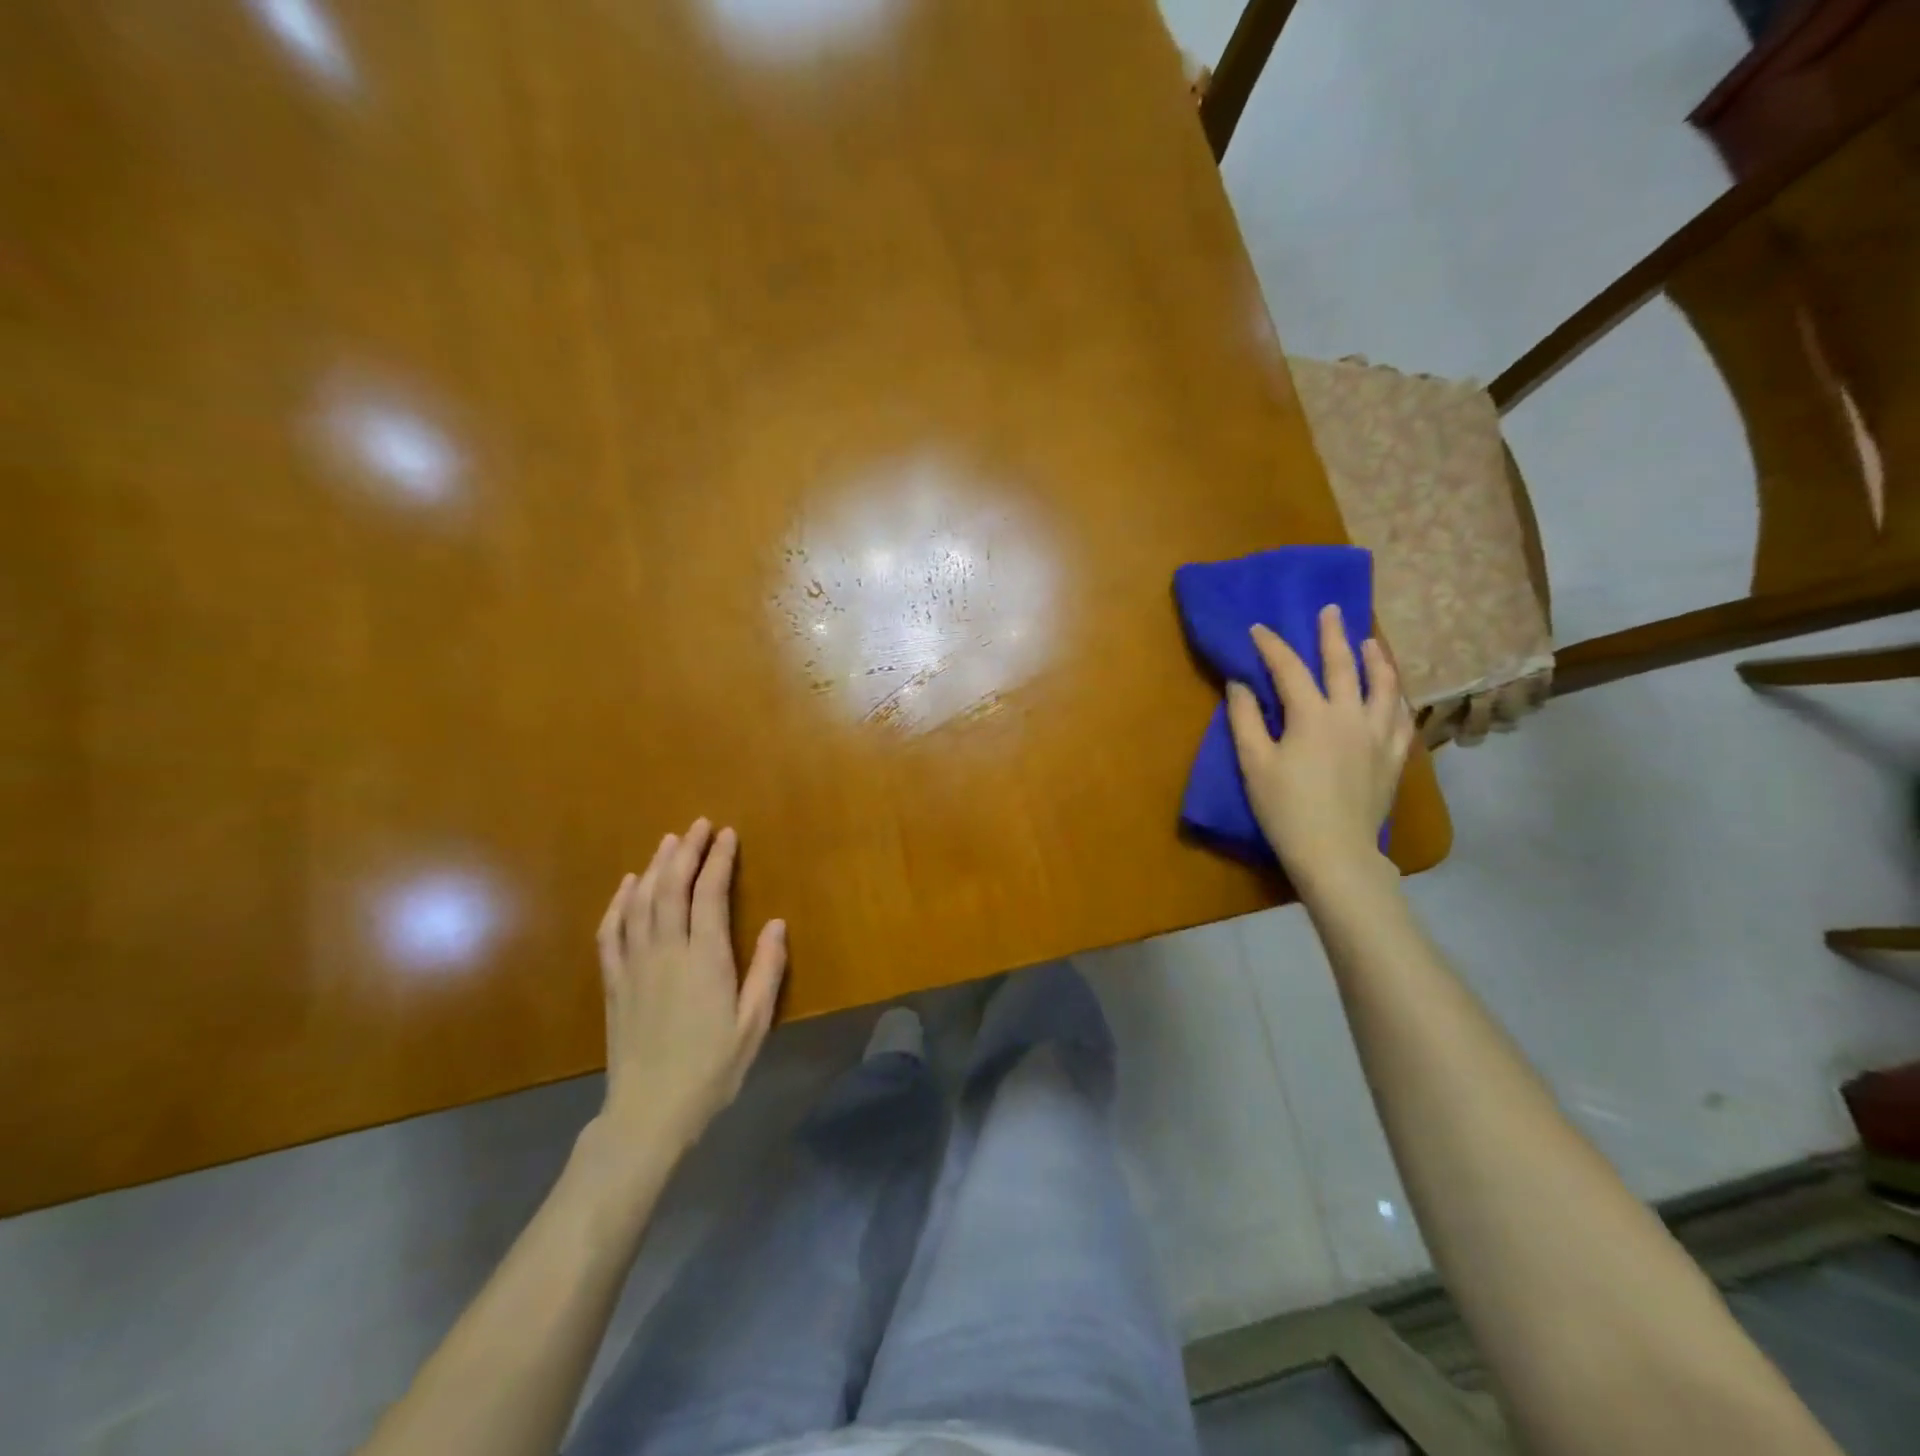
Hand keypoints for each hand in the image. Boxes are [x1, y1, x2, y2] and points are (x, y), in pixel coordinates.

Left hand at [590, 819, 787, 1163]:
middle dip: (686, 851)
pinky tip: (627, 885)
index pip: (710, 894)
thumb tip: (776, 923)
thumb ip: (766, 971)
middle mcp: (667, 951)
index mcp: (705, 959)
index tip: (727, 834)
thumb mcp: (753, 1024)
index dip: (718, 859)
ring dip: (655, 867)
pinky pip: (611, 931)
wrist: (649, 1111)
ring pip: (641, 902)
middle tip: (699, 825)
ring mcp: (634, 965)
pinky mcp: (613, 982)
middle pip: (672, 887)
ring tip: (669, 841)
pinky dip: (619, 902)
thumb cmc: (712, 1069)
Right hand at [1225, 605, 1413, 887]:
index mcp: (1313, 715)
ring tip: (1371, 642)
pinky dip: (1396, 698)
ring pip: (1383, 686)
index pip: (1290, 669)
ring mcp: (1378, 735)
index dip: (1272, 646)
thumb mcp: (1254, 763)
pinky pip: (1401, 718)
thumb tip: (1240, 684)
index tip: (1258, 629)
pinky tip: (1394, 694)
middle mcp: (1351, 715)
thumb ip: (1245, 719)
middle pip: (1342, 666)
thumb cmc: (1286, 809)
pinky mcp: (1393, 758)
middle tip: (1330, 611)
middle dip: (1332, 635)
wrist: (1335, 852)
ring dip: (1376, 660)